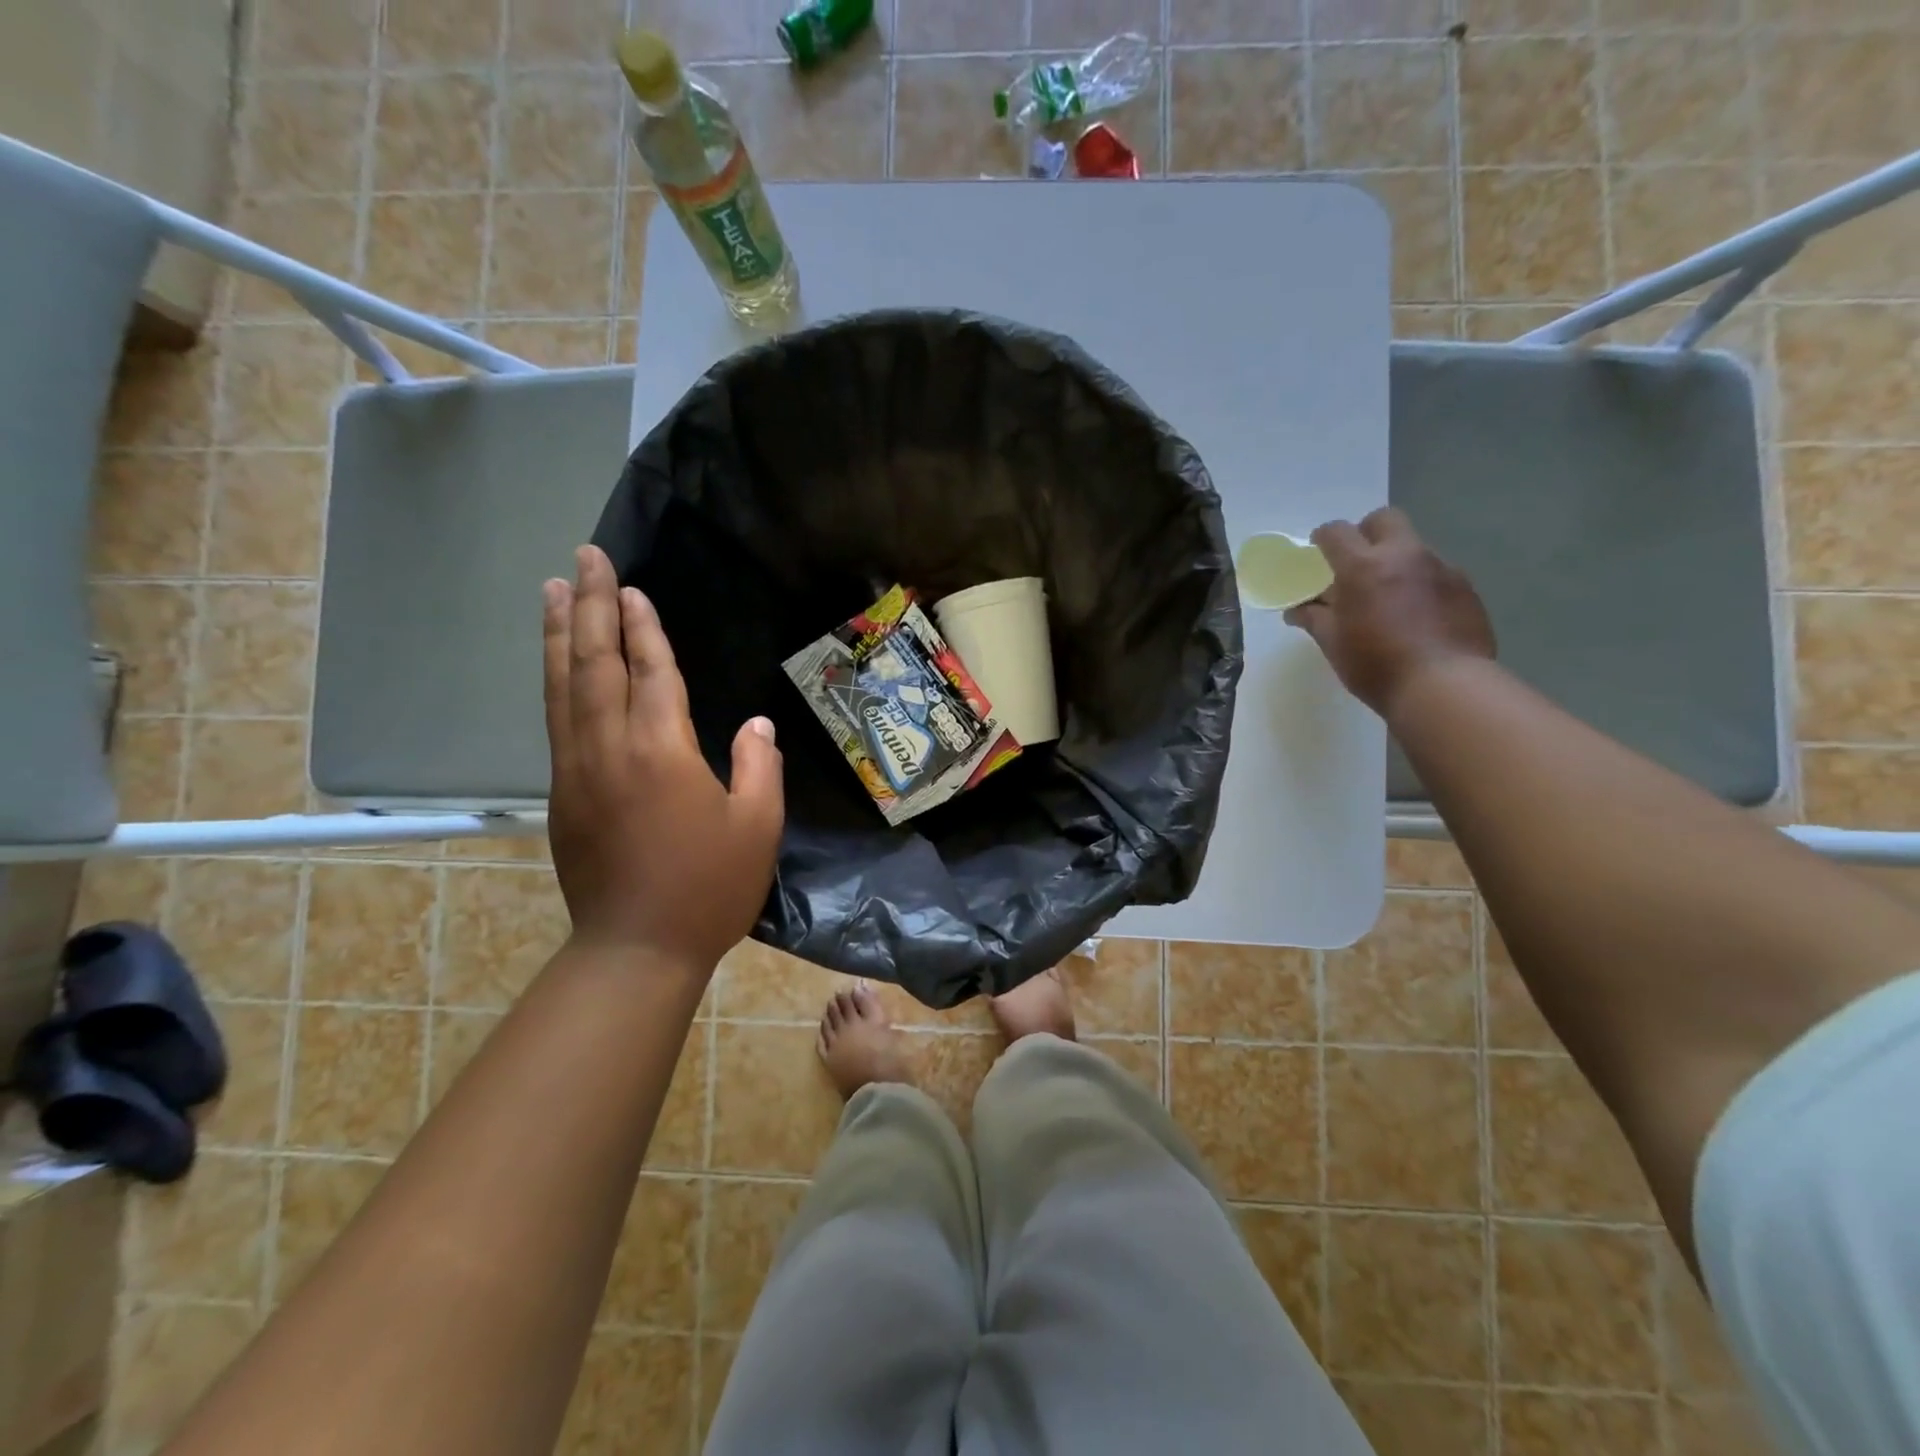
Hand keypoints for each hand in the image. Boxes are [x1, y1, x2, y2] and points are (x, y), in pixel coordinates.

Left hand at [542, 546, 784, 970]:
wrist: (636, 949)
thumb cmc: (708, 887)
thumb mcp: (757, 827)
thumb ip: (758, 767)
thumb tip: (754, 726)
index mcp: (661, 751)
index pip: (651, 672)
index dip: (644, 628)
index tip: (634, 588)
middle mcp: (609, 748)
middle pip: (595, 664)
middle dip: (592, 607)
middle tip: (584, 558)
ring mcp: (577, 770)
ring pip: (563, 687)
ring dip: (560, 635)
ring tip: (555, 591)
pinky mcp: (562, 794)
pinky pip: (556, 720)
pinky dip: (555, 680)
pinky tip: (558, 665)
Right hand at [1284, 507, 1495, 718]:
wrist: (1444, 687)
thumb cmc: (1375, 665)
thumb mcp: (1333, 643)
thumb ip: (1314, 618)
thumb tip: (1297, 610)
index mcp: (1363, 566)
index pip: (1337, 532)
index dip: (1323, 538)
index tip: (1318, 552)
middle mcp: (1404, 555)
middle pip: (1384, 519)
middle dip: (1367, 532)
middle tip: (1357, 563)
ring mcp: (1440, 568)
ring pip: (1413, 547)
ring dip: (1396, 561)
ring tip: (1389, 598)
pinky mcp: (1465, 587)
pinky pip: (1436, 573)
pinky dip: (1420, 584)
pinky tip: (1417, 616)